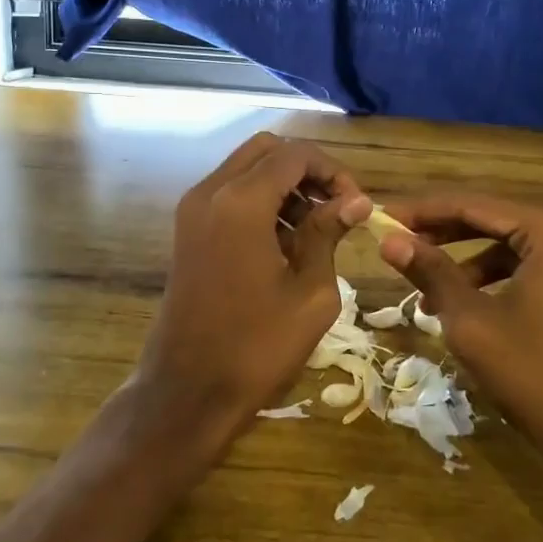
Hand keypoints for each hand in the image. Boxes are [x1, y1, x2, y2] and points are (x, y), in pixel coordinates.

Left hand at [130, 134, 370, 452]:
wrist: (187, 391)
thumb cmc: (256, 347)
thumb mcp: (310, 293)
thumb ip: (329, 235)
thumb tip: (356, 202)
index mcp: (240, 202)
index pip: (295, 155)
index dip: (333, 171)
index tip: (356, 206)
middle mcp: (210, 192)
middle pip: (266, 150)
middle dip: (306, 170)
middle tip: (336, 208)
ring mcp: (192, 210)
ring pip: (245, 169)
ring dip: (282, 184)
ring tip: (314, 229)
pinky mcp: (186, 230)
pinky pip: (228, 193)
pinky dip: (258, 200)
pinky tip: (283, 242)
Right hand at [378, 195, 542, 479]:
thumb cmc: (534, 374)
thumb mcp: (470, 319)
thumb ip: (430, 271)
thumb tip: (388, 240)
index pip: (473, 205)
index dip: (423, 212)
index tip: (385, 218)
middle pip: (496, 222)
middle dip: (444, 236)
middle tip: (399, 246)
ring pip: (514, 248)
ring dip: (468, 264)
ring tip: (428, 293)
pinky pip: (537, 268)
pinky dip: (500, 280)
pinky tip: (469, 306)